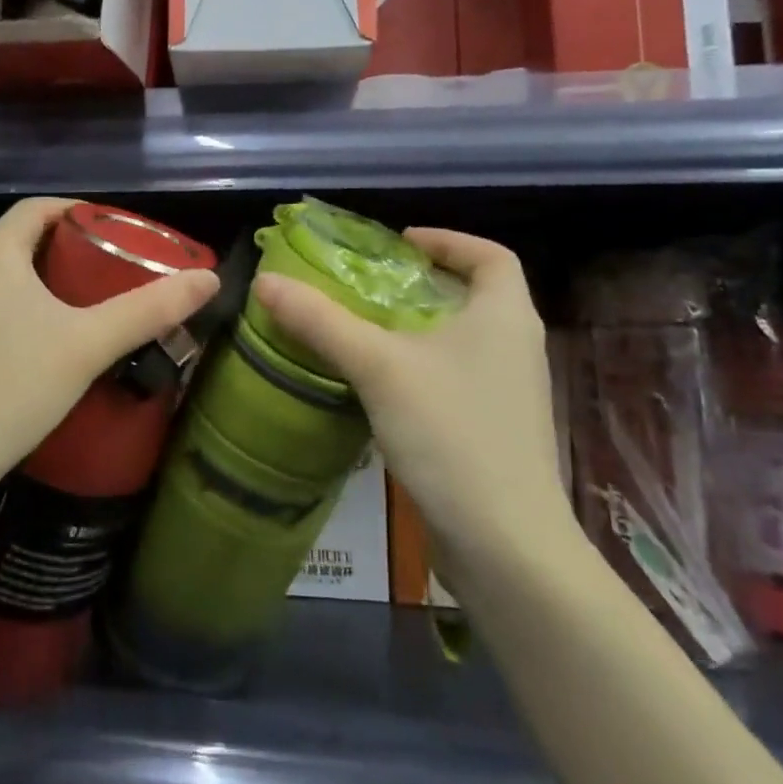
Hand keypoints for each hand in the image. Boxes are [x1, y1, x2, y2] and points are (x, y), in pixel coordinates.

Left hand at [0, 198, 219, 501]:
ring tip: (74, 305)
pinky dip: (7, 302)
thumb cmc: (13, 390)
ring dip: (33, 277)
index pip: (38, 208)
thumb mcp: (89, 346)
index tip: (112, 230)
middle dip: (61, 248)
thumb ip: (150, 309)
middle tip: (104, 272)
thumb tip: (209, 278)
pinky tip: (29, 338)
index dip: (77, 211)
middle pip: (17, 239)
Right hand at [250, 229, 573, 560]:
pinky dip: (423, 369)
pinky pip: (457, 379)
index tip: (400, 244)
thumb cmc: (451, 433)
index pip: (491, 255)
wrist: (505, 543)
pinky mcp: (497, 431)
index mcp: (505, 315)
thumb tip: (265, 281)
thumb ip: (321, 321)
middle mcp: (517, 347)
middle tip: (369, 286)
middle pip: (475, 296)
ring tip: (366, 332)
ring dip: (420, 329)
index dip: (448, 240)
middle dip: (423, 285)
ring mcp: (511, 393)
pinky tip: (382, 388)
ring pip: (464, 341)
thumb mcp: (377, 367)